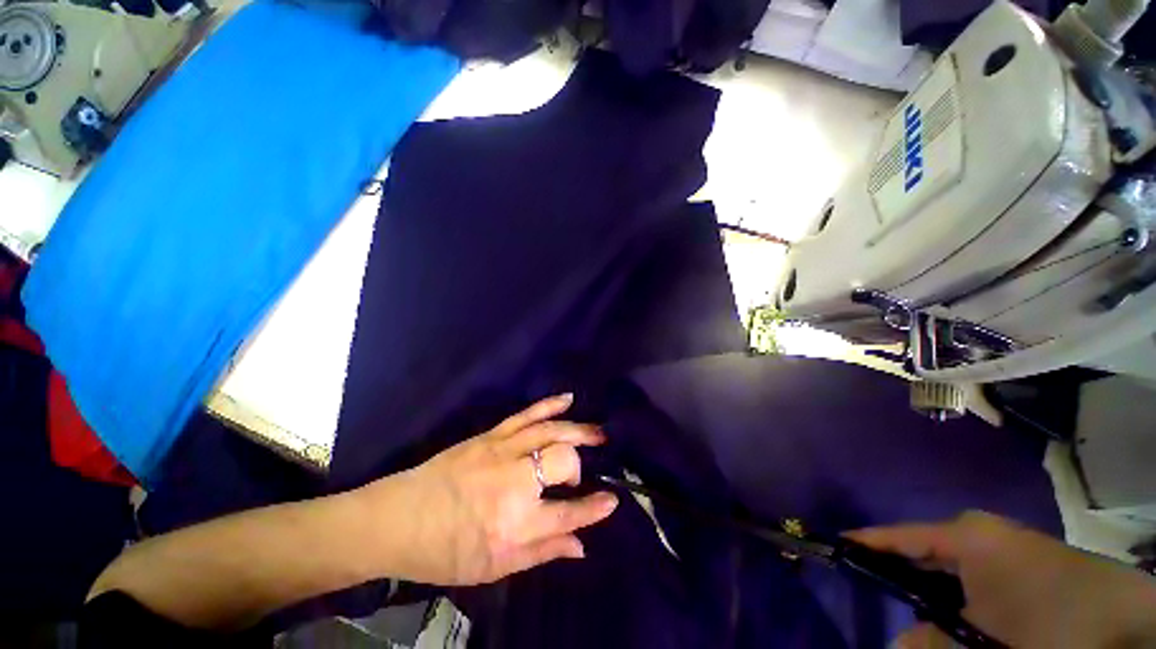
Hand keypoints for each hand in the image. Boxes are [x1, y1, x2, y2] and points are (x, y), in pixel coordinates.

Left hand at [357, 394, 618, 585]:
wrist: (399, 518)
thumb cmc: (446, 550)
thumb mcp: (494, 567)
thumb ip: (541, 553)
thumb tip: (581, 546)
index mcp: (514, 523)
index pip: (567, 514)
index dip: (594, 508)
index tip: (612, 501)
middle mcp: (513, 482)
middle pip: (562, 461)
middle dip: (580, 464)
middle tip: (591, 467)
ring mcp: (502, 451)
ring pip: (550, 431)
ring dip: (578, 429)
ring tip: (598, 432)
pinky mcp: (491, 435)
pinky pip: (526, 414)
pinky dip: (549, 405)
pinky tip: (568, 398)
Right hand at [848, 511, 1155, 648]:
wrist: (1129, 622)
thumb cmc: (1052, 626)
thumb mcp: (985, 643)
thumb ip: (931, 643)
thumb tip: (892, 643)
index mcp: (966, 535)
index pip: (899, 536)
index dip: (864, 544)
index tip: (833, 546)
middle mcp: (981, 530)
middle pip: (922, 549)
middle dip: (896, 571)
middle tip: (868, 588)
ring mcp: (1005, 543)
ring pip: (950, 565)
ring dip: (928, 587)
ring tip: (907, 606)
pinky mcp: (1024, 559)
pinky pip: (974, 574)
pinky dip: (956, 592)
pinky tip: (954, 613)